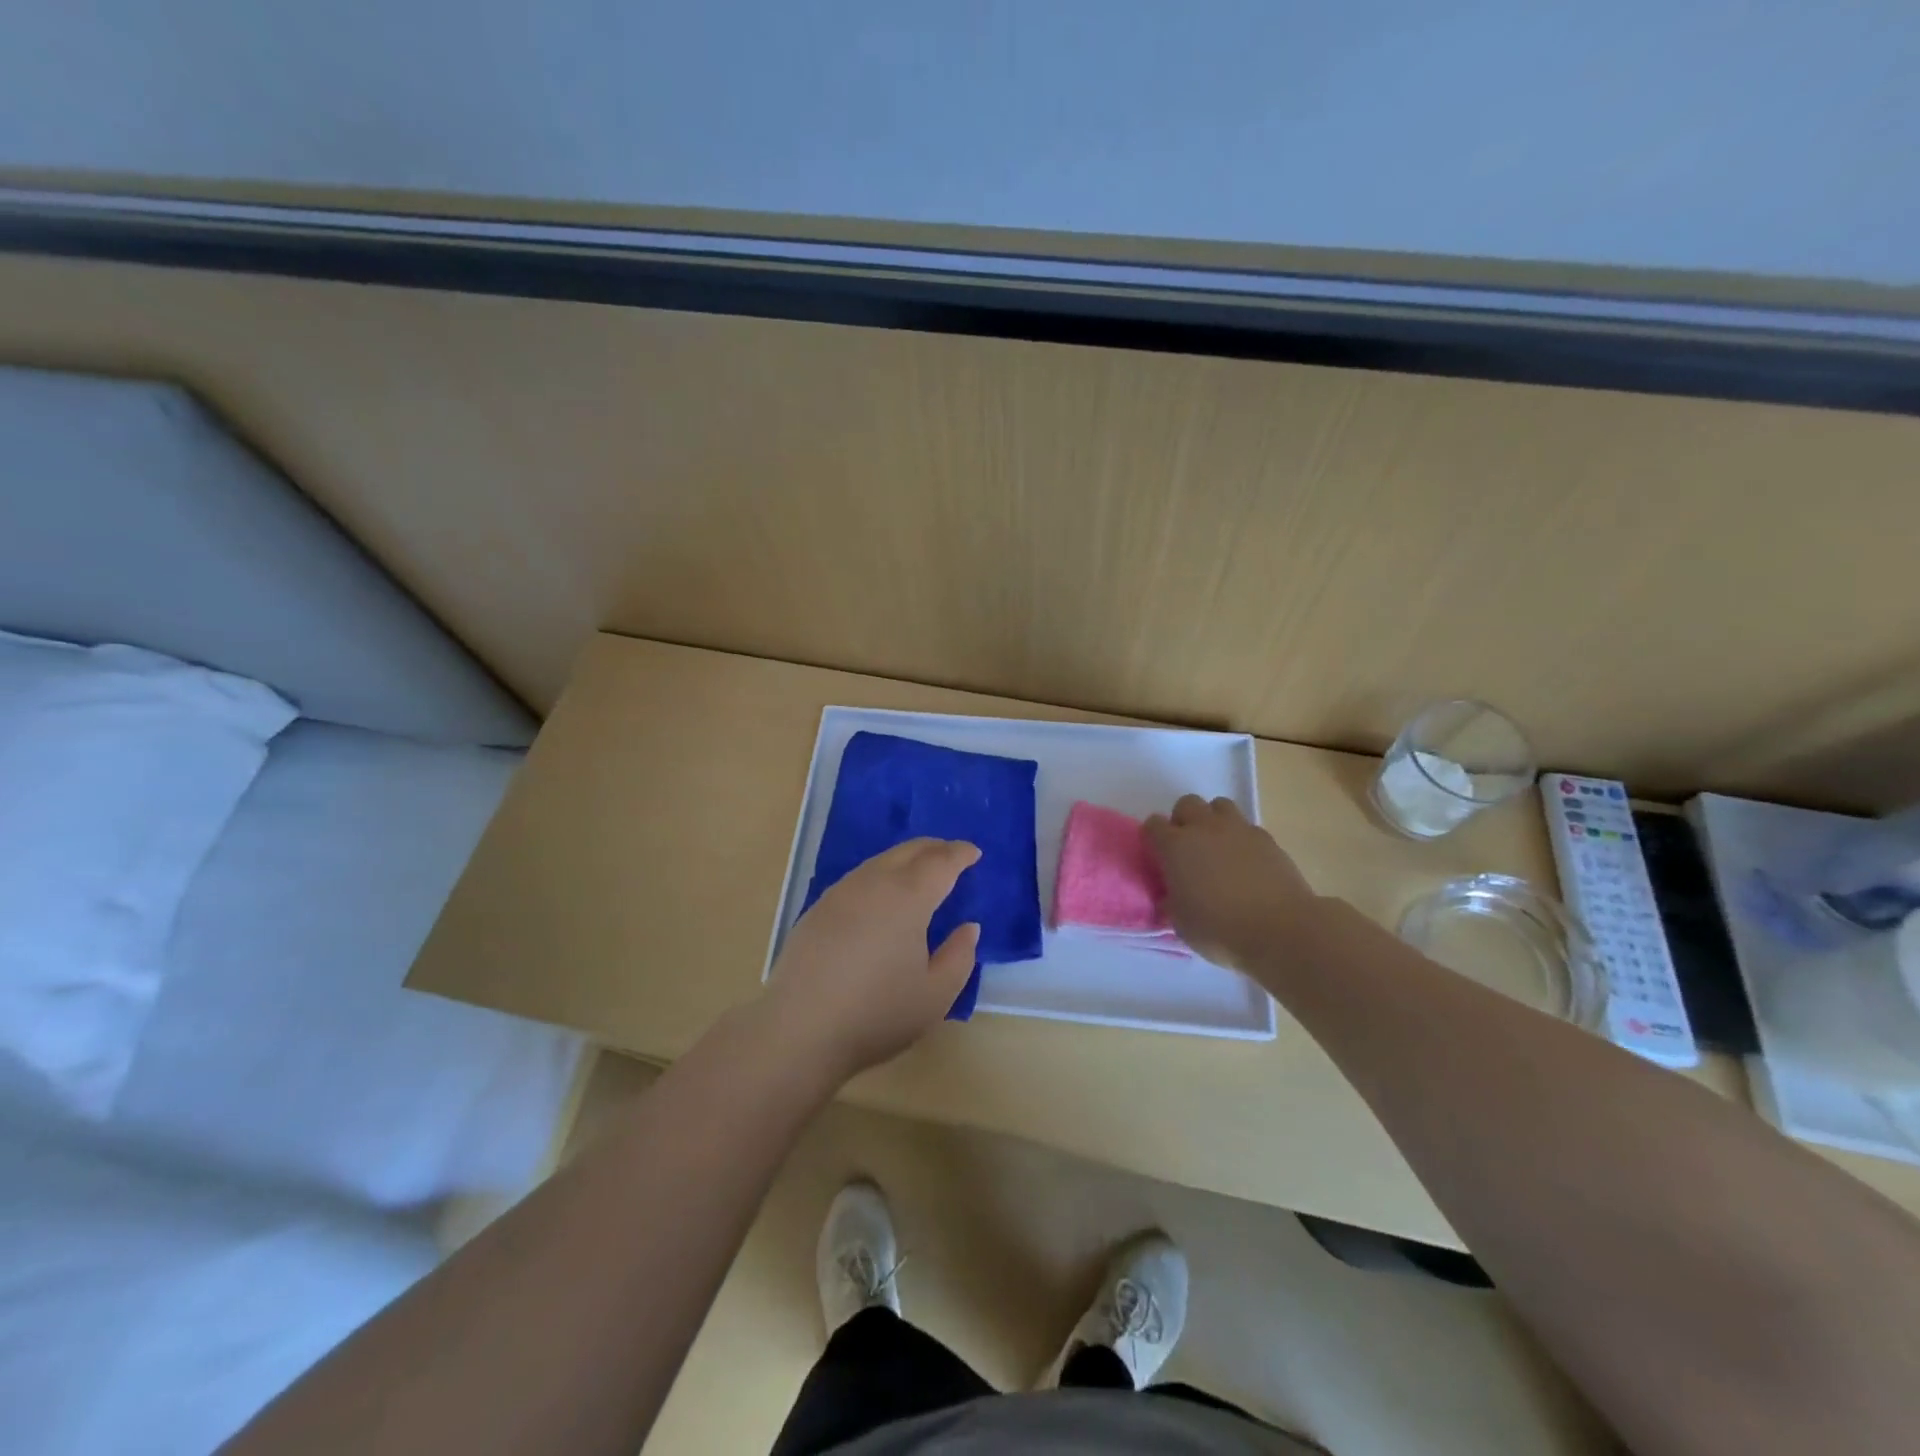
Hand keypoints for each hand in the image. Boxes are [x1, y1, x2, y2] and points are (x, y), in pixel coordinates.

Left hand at [763, 838, 981, 1084]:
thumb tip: (968, 927)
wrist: (800, 1029)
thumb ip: (959, 956)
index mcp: (908, 898)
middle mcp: (874, 883)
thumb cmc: (876, 1013)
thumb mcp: (935, 995)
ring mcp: (841, 893)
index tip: (974, 853)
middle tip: (952, 855)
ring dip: (906, 858)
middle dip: (935, 848)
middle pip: (909, 851)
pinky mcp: (818, 909)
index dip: (960, 854)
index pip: (940, 862)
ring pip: (880, 861)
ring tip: (920, 872)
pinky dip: (881, 874)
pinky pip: (859, 877)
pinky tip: (881, 895)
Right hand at [1144, 795, 1320, 973]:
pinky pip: (1247, 827)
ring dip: (1213, 821)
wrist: (1281, 930)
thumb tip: (1173, 894)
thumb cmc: (1220, 929)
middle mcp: (1205, 829)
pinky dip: (1241, 838)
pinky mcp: (1267, 839)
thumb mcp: (1180, 922)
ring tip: (1218, 847)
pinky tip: (1246, 862)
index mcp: (1175, 846)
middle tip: (1188, 848)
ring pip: (1219, 805)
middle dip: (1183, 820)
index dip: (1153, 838)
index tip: (1158, 856)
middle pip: (1187, 804)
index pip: (1153, 825)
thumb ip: (1172, 900)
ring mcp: (1239, 830)